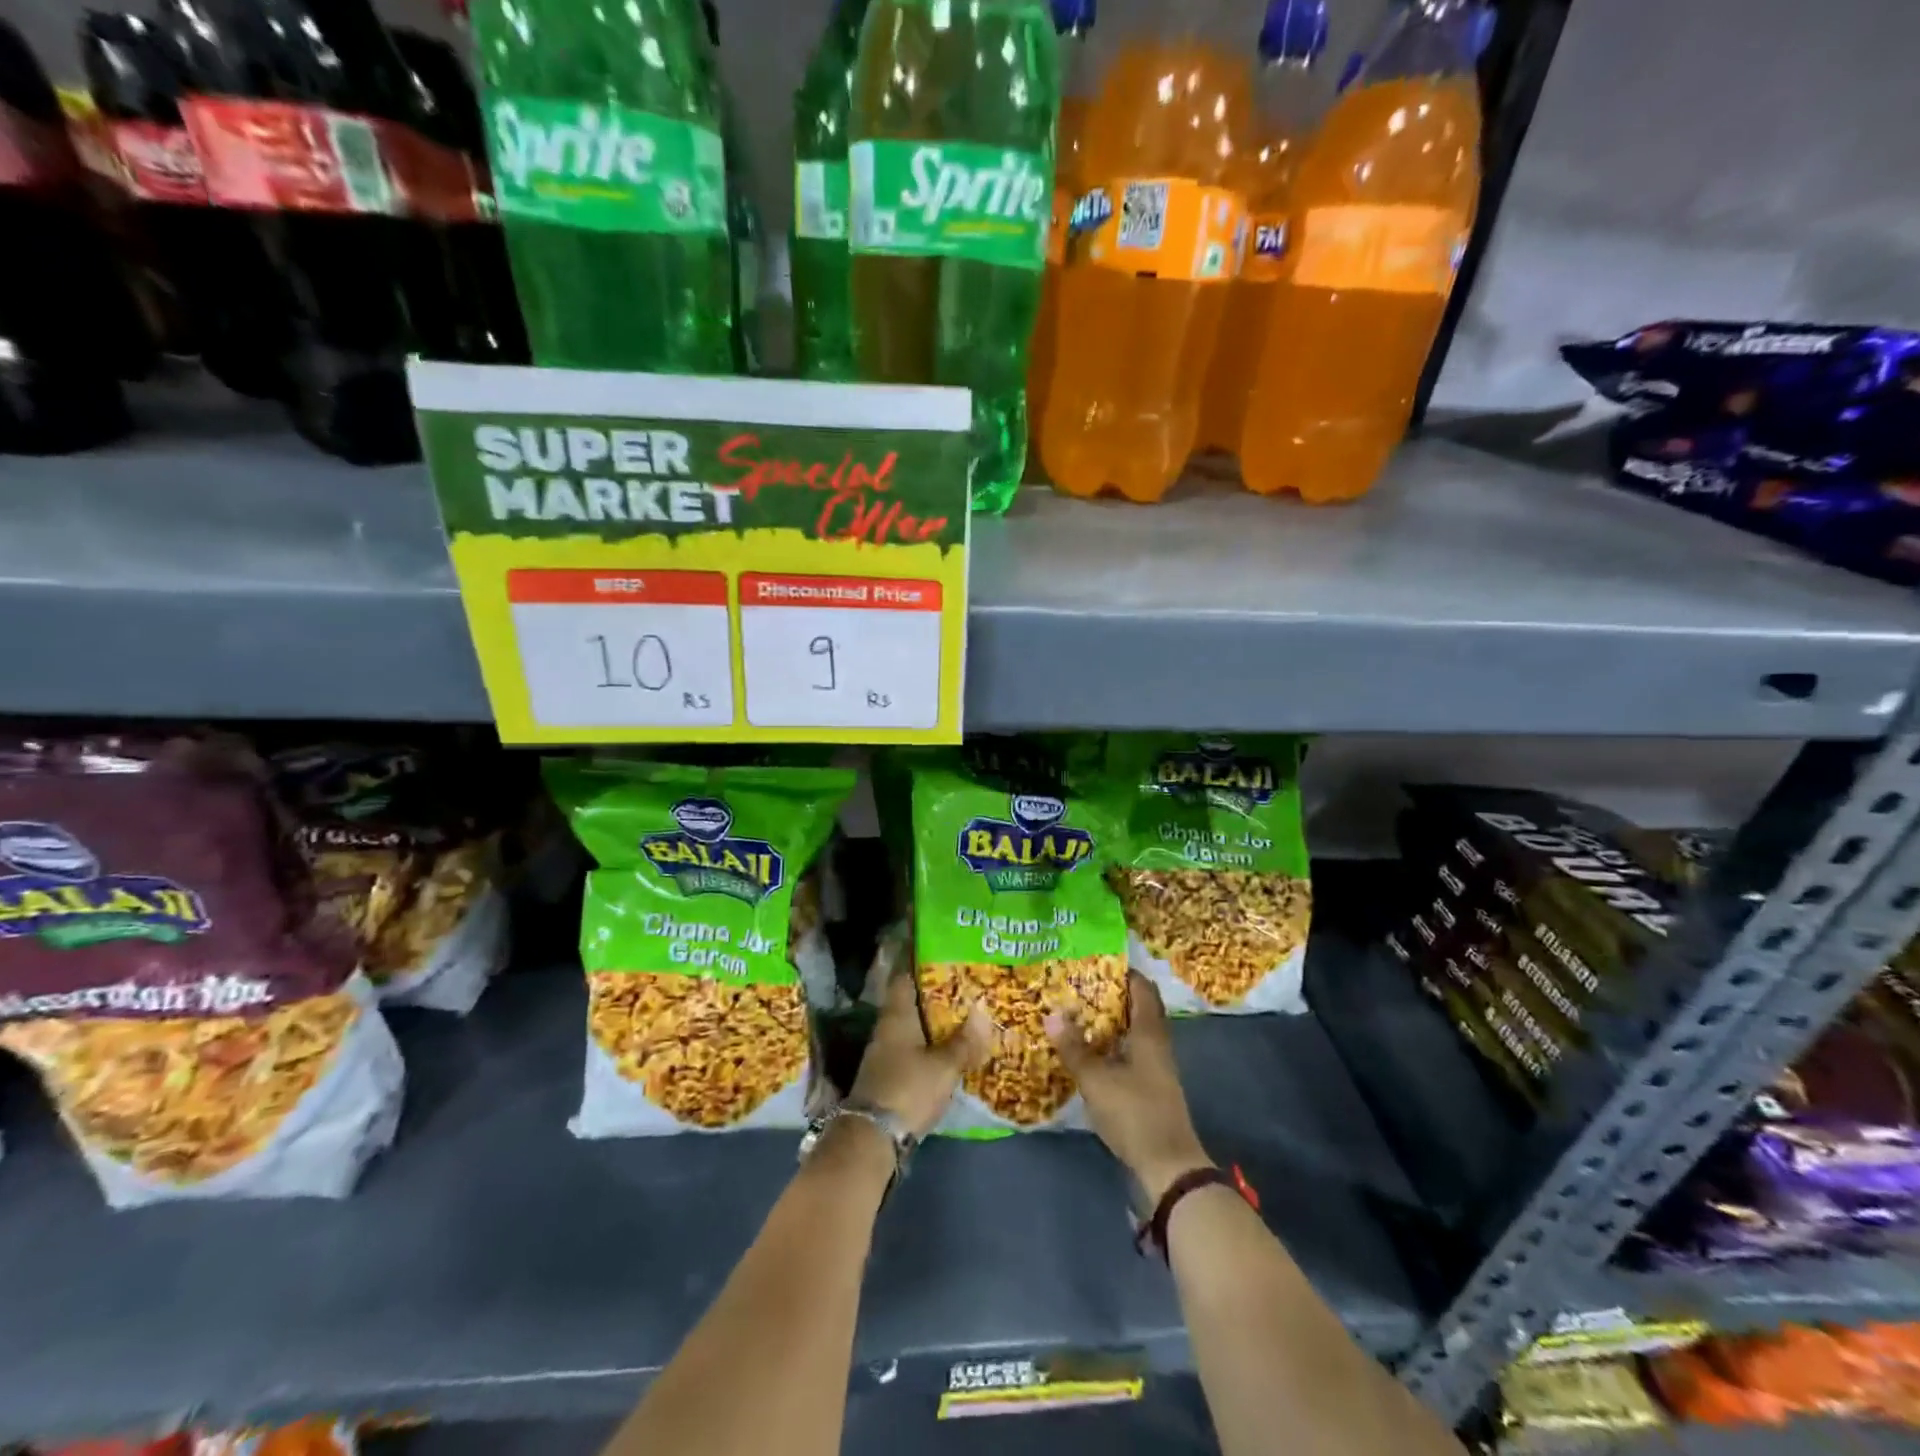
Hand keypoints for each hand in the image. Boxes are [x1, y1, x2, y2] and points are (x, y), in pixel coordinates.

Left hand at [849, 967, 990, 1139]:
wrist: (873, 1137)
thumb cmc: (908, 1089)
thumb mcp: (944, 1065)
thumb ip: (965, 1041)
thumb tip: (983, 1009)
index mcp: (897, 1016)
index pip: (906, 979)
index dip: (923, 967)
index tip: (947, 960)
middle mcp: (887, 1029)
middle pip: (912, 1005)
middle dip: (936, 999)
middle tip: (967, 991)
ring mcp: (885, 1055)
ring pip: (913, 1030)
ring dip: (934, 1026)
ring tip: (965, 1020)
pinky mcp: (889, 1077)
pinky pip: (912, 1052)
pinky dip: (930, 1048)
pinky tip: (949, 1053)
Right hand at [1047, 973, 1211, 1202]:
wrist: (1168, 1165)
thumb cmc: (1134, 1113)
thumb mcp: (1097, 1079)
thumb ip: (1074, 1047)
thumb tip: (1051, 1013)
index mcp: (1149, 1032)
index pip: (1142, 988)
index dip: (1123, 971)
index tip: (1095, 960)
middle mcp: (1156, 1043)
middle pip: (1137, 1008)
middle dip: (1111, 995)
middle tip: (1078, 985)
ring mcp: (1156, 1067)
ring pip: (1133, 1031)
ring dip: (1110, 1021)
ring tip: (1077, 1013)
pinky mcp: (1150, 1087)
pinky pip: (1130, 1052)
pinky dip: (1112, 1044)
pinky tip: (1090, 1050)